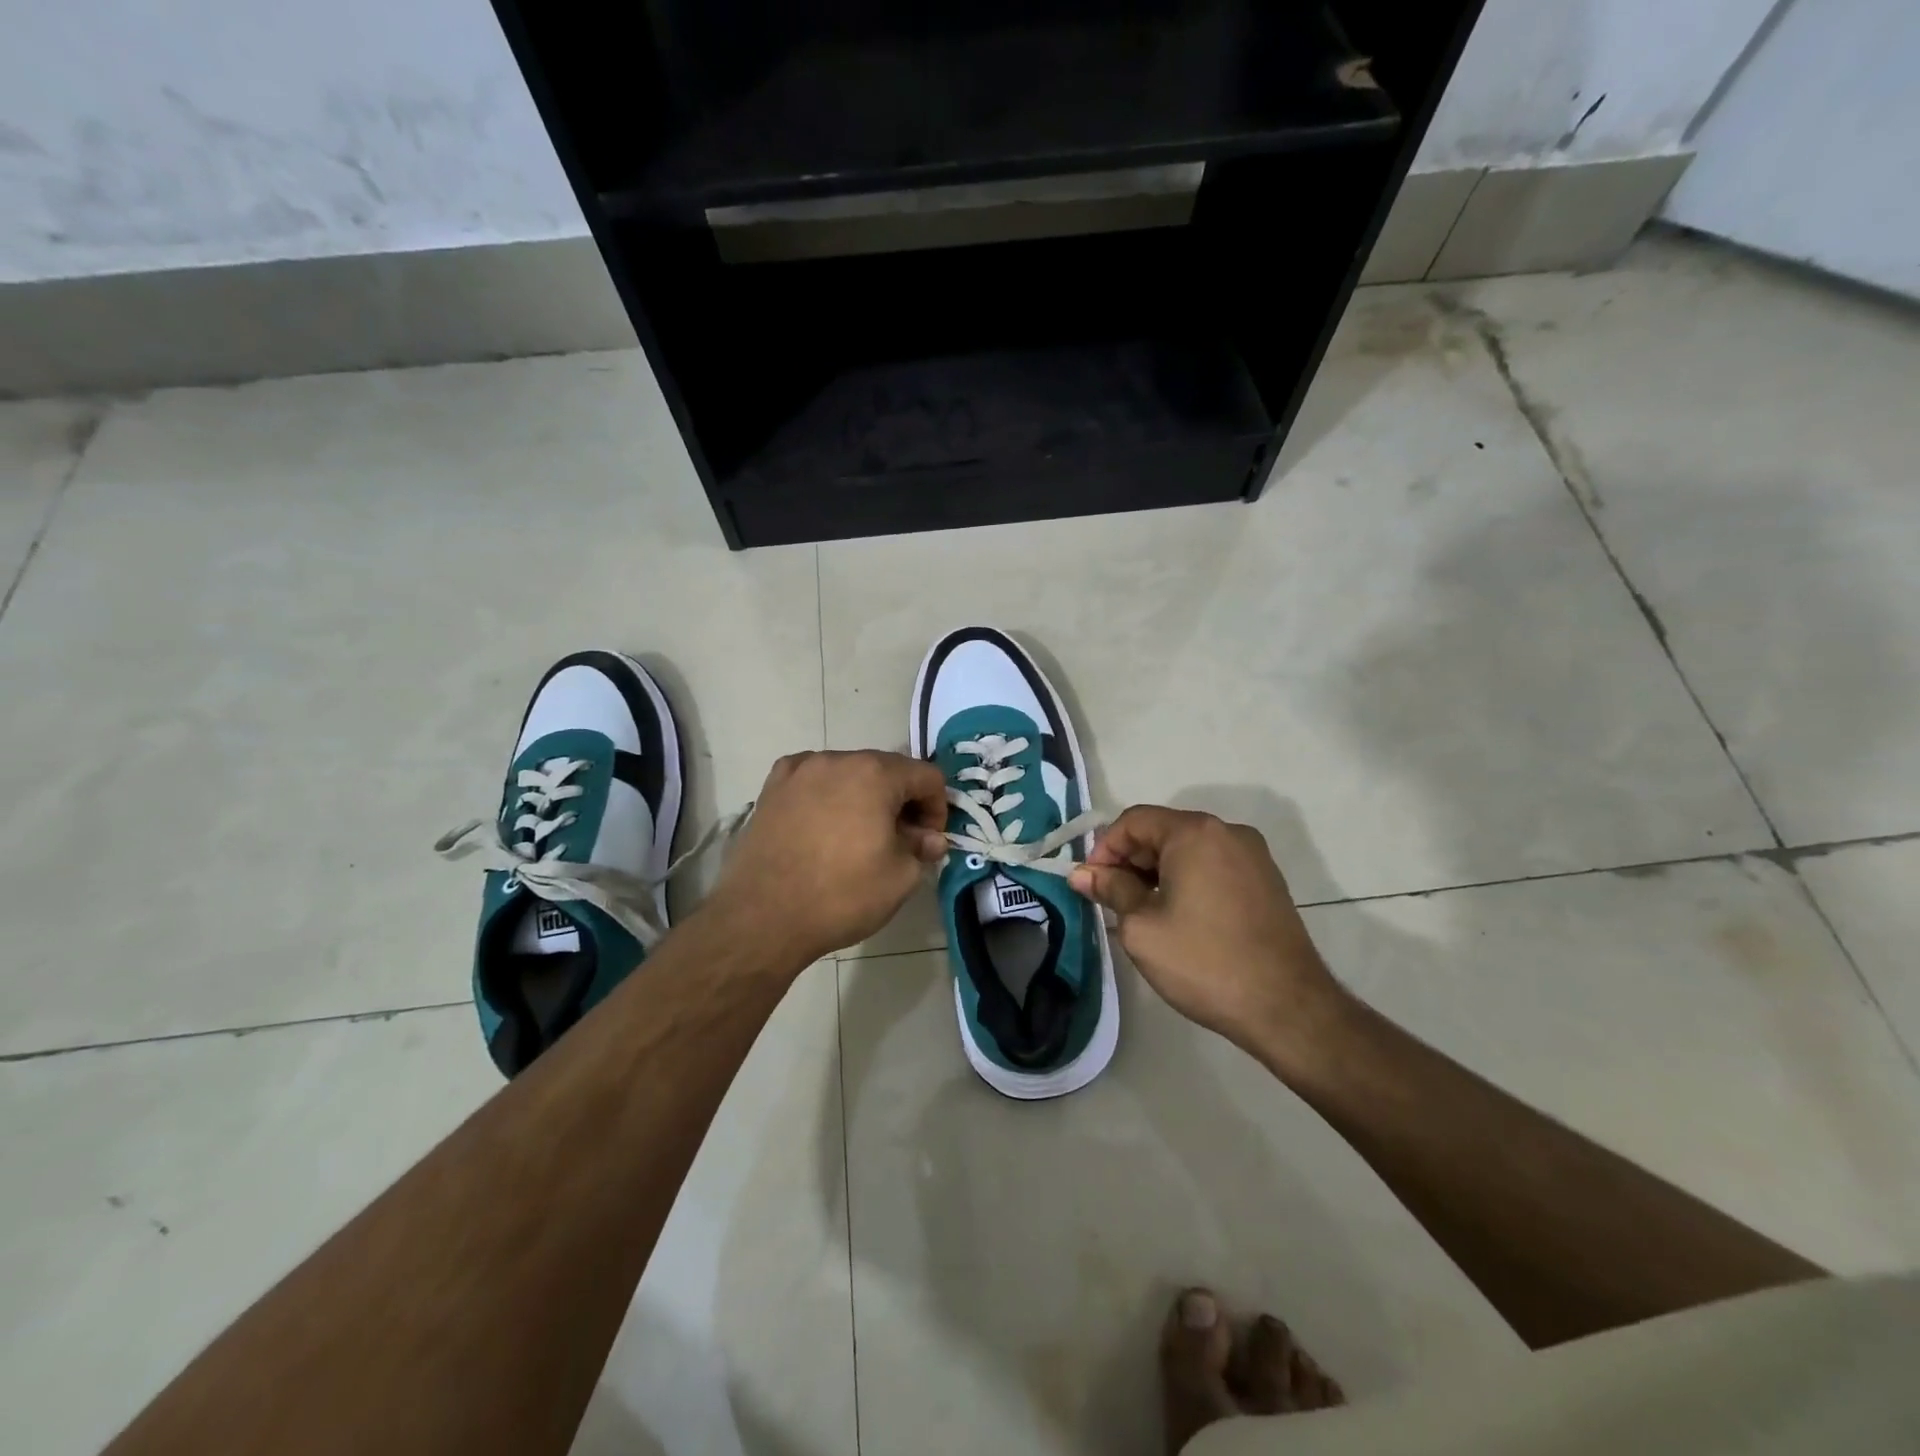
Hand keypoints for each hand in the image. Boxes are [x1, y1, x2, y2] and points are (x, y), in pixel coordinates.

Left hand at [706, 750, 948, 965]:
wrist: (763, 917)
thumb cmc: (841, 895)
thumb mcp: (900, 878)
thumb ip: (923, 849)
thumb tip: (930, 839)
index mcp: (875, 773)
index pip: (926, 776)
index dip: (937, 809)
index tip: (928, 841)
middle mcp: (837, 759)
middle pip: (887, 770)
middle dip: (902, 801)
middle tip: (901, 841)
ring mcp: (799, 771)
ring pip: (849, 774)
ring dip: (865, 797)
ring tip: (859, 837)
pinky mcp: (772, 788)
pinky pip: (813, 781)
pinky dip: (828, 796)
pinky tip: (824, 827)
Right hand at [1069, 806, 1345, 1059]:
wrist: (1286, 1007)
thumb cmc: (1204, 961)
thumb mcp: (1142, 926)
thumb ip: (1110, 889)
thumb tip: (1081, 874)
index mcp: (1195, 832)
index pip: (1134, 821)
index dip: (1104, 849)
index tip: (1090, 884)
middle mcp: (1228, 832)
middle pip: (1163, 831)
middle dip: (1130, 861)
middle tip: (1110, 900)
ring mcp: (1253, 856)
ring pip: (1188, 850)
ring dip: (1157, 873)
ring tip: (1140, 913)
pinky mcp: (1267, 881)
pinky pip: (1213, 866)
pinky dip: (1187, 881)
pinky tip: (1177, 917)